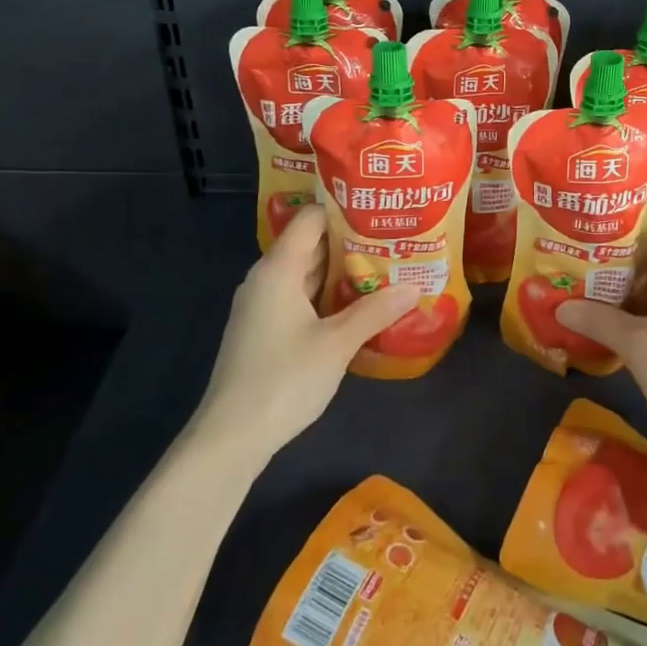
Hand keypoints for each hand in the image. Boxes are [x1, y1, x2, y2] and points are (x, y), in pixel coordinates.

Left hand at [190, 205, 420, 461]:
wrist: (231, 437)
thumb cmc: (283, 379)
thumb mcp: (337, 343)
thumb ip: (376, 311)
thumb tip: (415, 286)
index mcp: (278, 269)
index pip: (311, 219)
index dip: (344, 209)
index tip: (380, 207)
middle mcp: (266, 279)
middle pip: (310, 245)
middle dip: (351, 241)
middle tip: (393, 237)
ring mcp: (263, 306)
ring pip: (307, 274)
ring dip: (342, 271)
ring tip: (386, 266)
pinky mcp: (264, 330)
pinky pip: (300, 297)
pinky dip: (328, 296)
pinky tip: (359, 305)